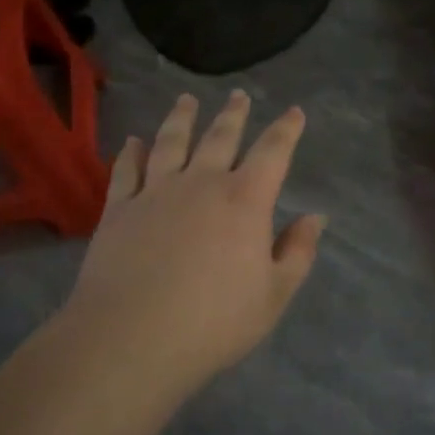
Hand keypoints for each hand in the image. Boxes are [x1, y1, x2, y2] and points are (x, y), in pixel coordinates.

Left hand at [62, 92, 324, 387]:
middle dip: (234, 114)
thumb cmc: (213, 322)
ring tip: (186, 100)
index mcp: (245, 200)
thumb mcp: (273, 295)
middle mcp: (201, 183)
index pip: (273, 152)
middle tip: (238, 95)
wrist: (131, 339)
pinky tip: (133, 141)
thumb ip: (297, 252)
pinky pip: (127, 170)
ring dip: (181, 118)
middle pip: (220, 137)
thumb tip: (315, 217)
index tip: (294, 111)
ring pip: (171, 142)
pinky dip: (131, 152)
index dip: (286, 130)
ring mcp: (156, 192)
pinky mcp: (119, 209)